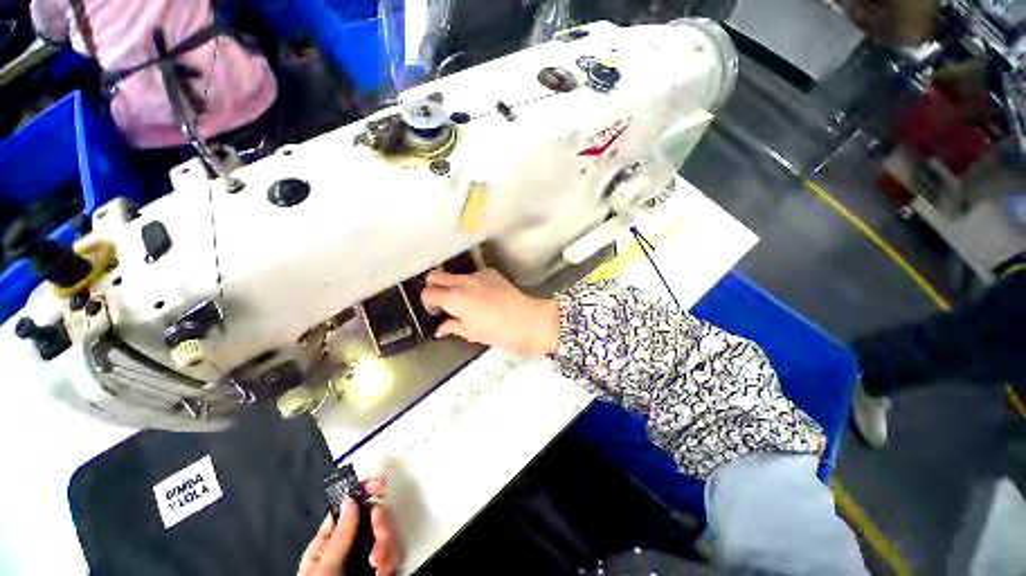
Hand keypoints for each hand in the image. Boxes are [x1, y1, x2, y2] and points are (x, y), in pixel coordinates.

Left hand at [298, 479, 401, 575]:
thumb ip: (339, 536)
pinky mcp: (382, 568)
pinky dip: (392, 560)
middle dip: (381, 523)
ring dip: (387, 545)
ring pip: (388, 532)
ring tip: (378, 566)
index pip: (349, 506)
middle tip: (378, 534)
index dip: (364, 490)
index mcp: (330, 540)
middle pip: (375, 515)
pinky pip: (395, 553)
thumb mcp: (323, 568)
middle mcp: (352, 544)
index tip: (379, 485)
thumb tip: (352, 499)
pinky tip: (382, 572)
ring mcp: (368, 556)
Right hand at [420, 269, 559, 355]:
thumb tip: (440, 328)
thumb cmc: (498, 332)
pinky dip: (471, 283)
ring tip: (465, 300)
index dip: (428, 302)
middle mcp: (463, 282)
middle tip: (443, 301)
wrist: (528, 320)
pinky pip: (473, 275)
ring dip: (453, 285)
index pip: (428, 293)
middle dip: (433, 287)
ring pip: (455, 274)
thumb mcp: (472, 333)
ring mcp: (478, 275)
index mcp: (455, 298)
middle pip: (436, 276)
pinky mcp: (491, 272)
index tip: (437, 311)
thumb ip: (452, 326)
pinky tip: (482, 295)